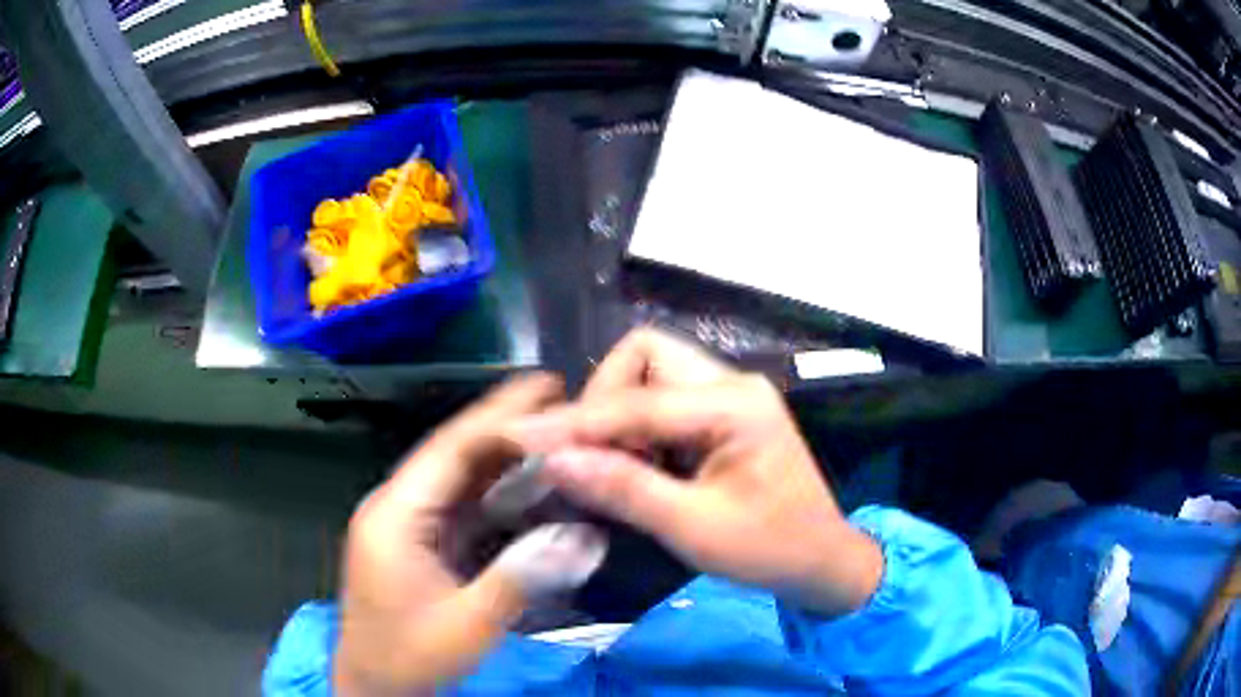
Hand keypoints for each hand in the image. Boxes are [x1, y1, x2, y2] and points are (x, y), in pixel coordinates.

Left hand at [334, 374, 603, 695]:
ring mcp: (407, 525)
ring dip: (503, 457)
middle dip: (505, 425)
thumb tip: (584, 536)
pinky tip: (529, 485)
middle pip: (454, 455)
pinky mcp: (420, 544)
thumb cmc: (410, 657)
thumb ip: (520, 578)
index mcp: (396, 515)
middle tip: (558, 396)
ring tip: (552, 431)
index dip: (500, 416)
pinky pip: (461, 508)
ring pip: (459, 479)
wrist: (375, 687)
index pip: (450, 450)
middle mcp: (397, 507)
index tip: (546, 386)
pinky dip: (496, 493)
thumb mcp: (466, 625)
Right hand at [510, 329, 883, 616]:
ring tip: (611, 466)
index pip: (635, 402)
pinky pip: (662, 400)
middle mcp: (731, 382)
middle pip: (643, 355)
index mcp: (734, 404)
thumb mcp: (695, 528)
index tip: (520, 437)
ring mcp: (729, 394)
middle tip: (587, 455)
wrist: (821, 560)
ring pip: (649, 373)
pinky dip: (636, 427)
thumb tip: (553, 461)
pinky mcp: (723, 413)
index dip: (573, 422)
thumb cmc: (769, 550)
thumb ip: (624, 489)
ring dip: (617, 413)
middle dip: (602, 399)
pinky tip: (635, 466)